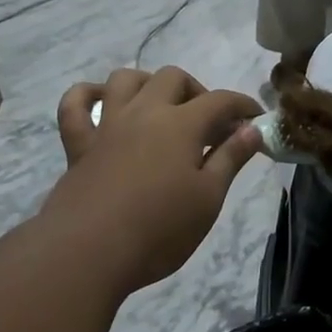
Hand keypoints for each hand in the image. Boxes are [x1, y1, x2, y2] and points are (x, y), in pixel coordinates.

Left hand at [47, 67, 261, 291]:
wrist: (90, 253)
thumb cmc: (160, 230)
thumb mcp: (208, 198)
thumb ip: (230, 158)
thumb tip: (252, 129)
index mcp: (181, 125)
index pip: (220, 100)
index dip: (243, 105)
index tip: (256, 120)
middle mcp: (143, 113)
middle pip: (173, 78)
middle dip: (198, 92)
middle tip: (210, 125)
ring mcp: (107, 125)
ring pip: (125, 80)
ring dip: (148, 84)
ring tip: (162, 109)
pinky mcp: (79, 145)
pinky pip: (74, 105)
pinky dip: (87, 95)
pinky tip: (102, 102)